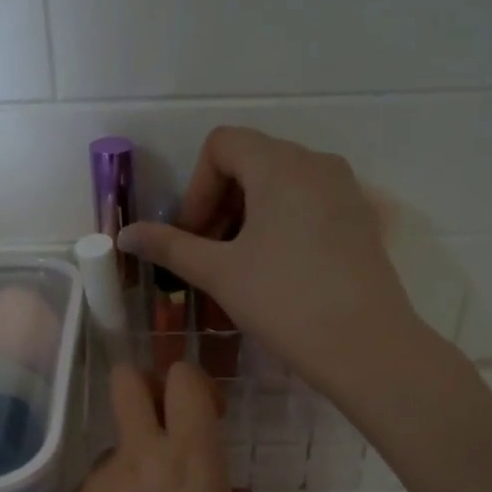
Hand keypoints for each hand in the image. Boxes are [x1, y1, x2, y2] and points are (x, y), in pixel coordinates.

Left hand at [46, 362, 276, 491]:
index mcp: (190, 460)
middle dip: (144, 387)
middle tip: (163, 428)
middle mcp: (135, 458)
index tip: (207, 417)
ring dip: (131, 472)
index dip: (195, 383)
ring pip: (112, 451)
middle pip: (125, 380)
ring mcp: (91, 485)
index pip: (182, 378)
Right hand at [118, 127, 423, 403]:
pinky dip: (279, 223)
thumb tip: (125, 235)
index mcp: (280, 164)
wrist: (365, 346)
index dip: (196, 187)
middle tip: (207, 254)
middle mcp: (316, 163)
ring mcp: (344, 190)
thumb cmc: (285, 301)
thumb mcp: (220, 272)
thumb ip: (170, 247)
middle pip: (251, 161)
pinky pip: (308, 203)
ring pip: (280, 184)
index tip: (192, 235)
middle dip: (219, 203)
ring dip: (247, 215)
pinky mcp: (359, 219)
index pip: (222, 145)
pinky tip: (275, 270)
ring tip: (238, 266)